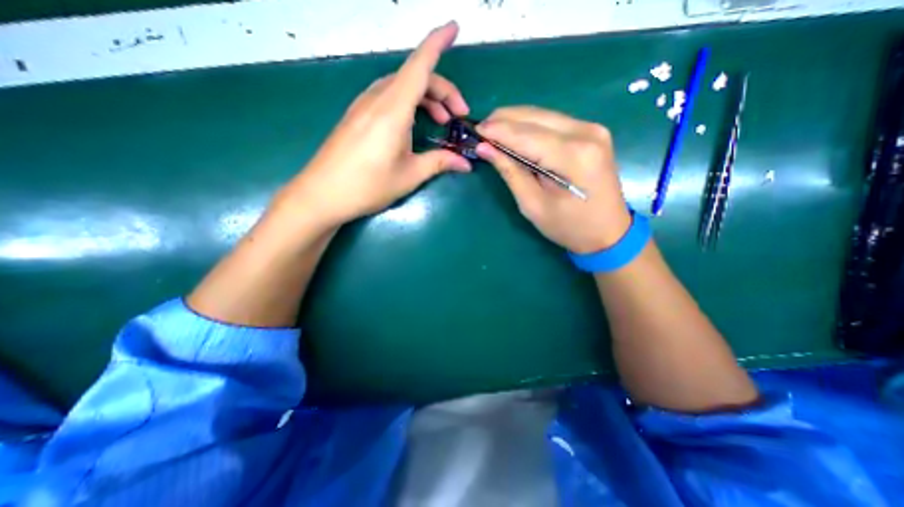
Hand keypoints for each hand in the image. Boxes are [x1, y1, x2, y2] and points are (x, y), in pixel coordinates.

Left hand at [279, 20, 470, 229]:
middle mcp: (377, 99)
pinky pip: (388, 97)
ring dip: (425, 98)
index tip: (455, 27)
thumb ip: (439, 163)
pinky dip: (408, 104)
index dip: (438, 43)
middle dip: (442, 92)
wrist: (322, 194)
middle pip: (414, 78)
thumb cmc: (368, 186)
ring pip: (401, 87)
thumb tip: (466, 163)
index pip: (419, 66)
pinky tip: (413, 126)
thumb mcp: (409, 175)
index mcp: (393, 110)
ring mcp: (363, 106)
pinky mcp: (357, 115)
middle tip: (458, 117)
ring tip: (441, 122)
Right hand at [476, 108, 630, 253]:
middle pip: (534, 116)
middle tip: (481, 131)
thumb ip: (510, 172)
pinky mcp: (592, 132)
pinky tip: (516, 135)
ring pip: (543, 114)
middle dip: (503, 120)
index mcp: (572, 156)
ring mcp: (592, 129)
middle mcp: (586, 133)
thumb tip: (485, 148)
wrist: (609, 232)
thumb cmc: (568, 227)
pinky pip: (553, 121)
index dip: (496, 131)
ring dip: (515, 121)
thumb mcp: (533, 205)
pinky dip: (530, 126)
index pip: (525, 135)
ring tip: (493, 133)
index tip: (474, 131)